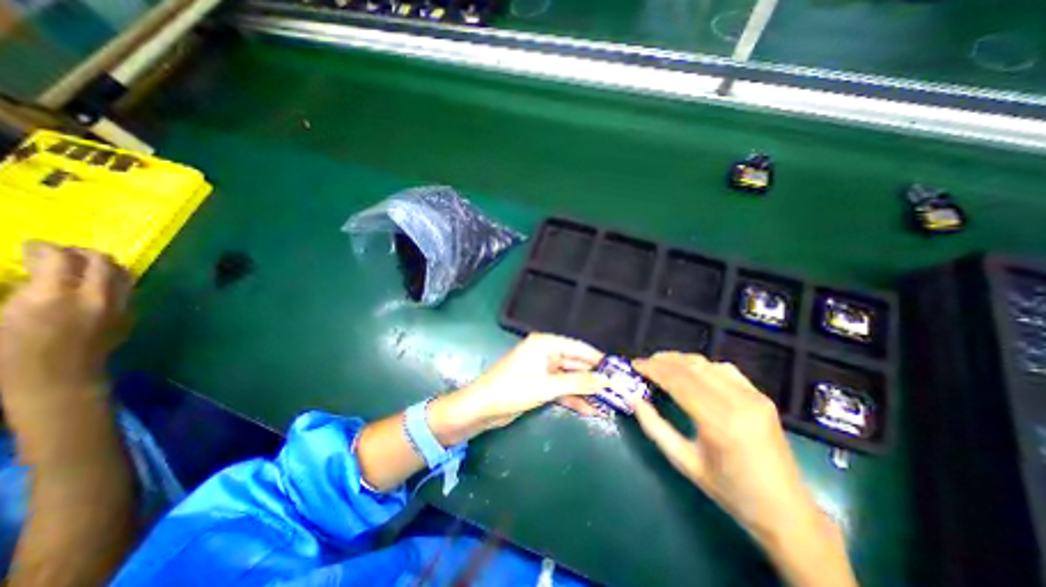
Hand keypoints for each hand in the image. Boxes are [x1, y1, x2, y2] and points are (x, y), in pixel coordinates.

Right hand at [0, 241, 132, 401]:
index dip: (44, 247)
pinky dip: (113, 281)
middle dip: (79, 252)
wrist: (57, 381)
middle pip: (101, 261)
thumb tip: (29, 272)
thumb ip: (16, 291)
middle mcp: (96, 296)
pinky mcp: (130, 316)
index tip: (30, 246)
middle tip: (58, 254)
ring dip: (102, 265)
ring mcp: (120, 306)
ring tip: (80, 267)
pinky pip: (128, 290)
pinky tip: (94, 287)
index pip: (61, 257)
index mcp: (53, 295)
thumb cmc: (6, 354)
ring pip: (122, 274)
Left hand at [431, 332, 610, 441]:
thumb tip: (606, 381)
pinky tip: (591, 410)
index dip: (598, 359)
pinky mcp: (540, 385)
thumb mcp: (547, 386)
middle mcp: (545, 353)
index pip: (578, 347)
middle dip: (594, 378)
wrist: (481, 408)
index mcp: (545, 344)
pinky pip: (562, 389)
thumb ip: (578, 383)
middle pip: (576, 363)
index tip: (618, 369)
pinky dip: (574, 398)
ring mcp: (543, 370)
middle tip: (617, 390)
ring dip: (586, 391)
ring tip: (609, 403)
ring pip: (570, 378)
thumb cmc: (512, 390)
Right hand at [629, 356, 839, 561]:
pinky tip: (690, 371)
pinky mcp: (761, 396)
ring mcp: (753, 397)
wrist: (786, 511)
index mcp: (719, 422)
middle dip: (663, 360)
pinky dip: (702, 365)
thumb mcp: (683, 461)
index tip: (635, 364)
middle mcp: (738, 402)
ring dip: (680, 360)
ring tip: (661, 364)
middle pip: (692, 367)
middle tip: (644, 363)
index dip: (653, 369)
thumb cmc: (728, 490)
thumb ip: (654, 427)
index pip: (678, 381)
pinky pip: (725, 369)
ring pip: (707, 364)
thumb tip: (634, 399)